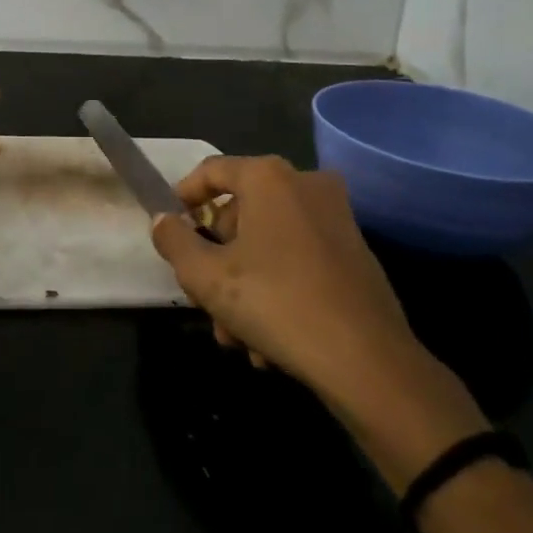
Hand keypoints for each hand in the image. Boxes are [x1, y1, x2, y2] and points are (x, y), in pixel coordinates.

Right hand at [150, 155, 488, 487]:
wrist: (368, 361)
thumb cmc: (276, 303)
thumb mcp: (206, 277)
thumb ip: (174, 242)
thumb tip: (164, 221)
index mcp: (268, 178)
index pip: (211, 171)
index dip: (184, 197)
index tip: (170, 228)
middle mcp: (305, 184)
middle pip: (240, 214)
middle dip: (217, 262)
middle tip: (204, 302)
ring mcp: (336, 217)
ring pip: (268, 244)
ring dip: (244, 287)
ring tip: (236, 339)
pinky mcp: (355, 251)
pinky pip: (299, 260)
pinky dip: (278, 290)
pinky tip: (268, 344)